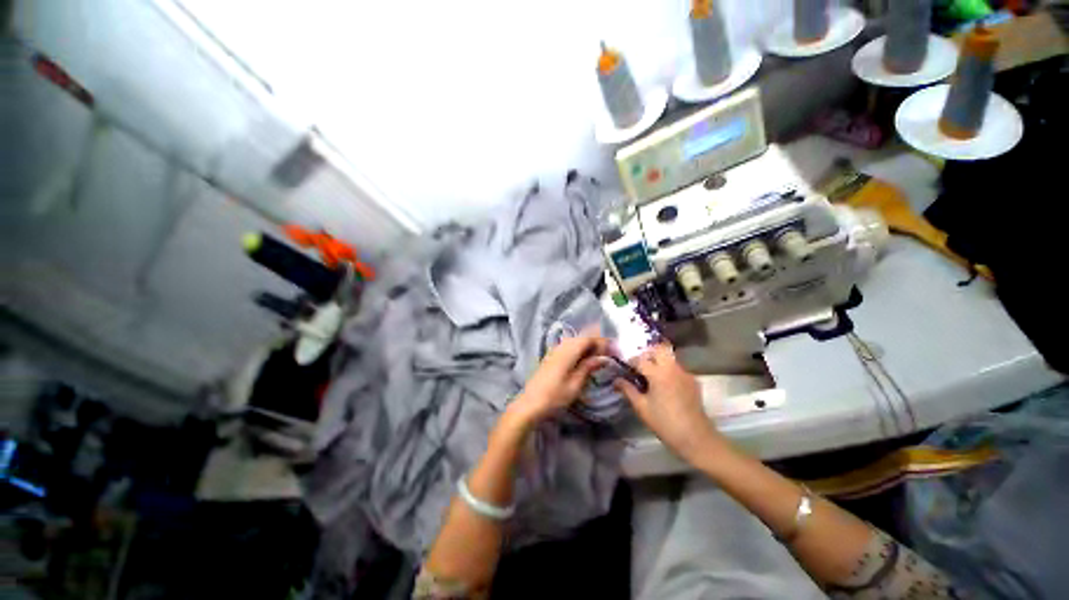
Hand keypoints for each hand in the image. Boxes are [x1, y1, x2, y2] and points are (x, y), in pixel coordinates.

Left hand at [506, 332, 609, 429]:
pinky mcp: (551, 356)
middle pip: (581, 338)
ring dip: (588, 346)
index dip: (602, 341)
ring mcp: (554, 350)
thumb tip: (603, 358)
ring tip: (600, 356)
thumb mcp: (575, 384)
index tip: (614, 349)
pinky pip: (568, 347)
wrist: (530, 403)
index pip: (588, 338)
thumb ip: (588, 367)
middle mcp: (560, 346)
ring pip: (575, 342)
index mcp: (568, 351)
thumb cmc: (555, 396)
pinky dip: (579, 350)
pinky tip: (584, 359)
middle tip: (609, 353)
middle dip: (596, 342)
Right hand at [614, 345, 727, 465]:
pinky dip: (668, 369)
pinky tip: (664, 384)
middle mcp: (673, 368)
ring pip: (669, 357)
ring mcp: (685, 373)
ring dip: (658, 360)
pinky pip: (677, 368)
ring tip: (649, 373)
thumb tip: (616, 380)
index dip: (630, 361)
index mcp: (658, 374)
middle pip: (658, 349)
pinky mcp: (693, 381)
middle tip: (638, 365)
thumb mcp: (642, 408)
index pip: (640, 359)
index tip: (624, 367)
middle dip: (646, 354)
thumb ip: (628, 390)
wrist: (696, 438)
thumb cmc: (665, 423)